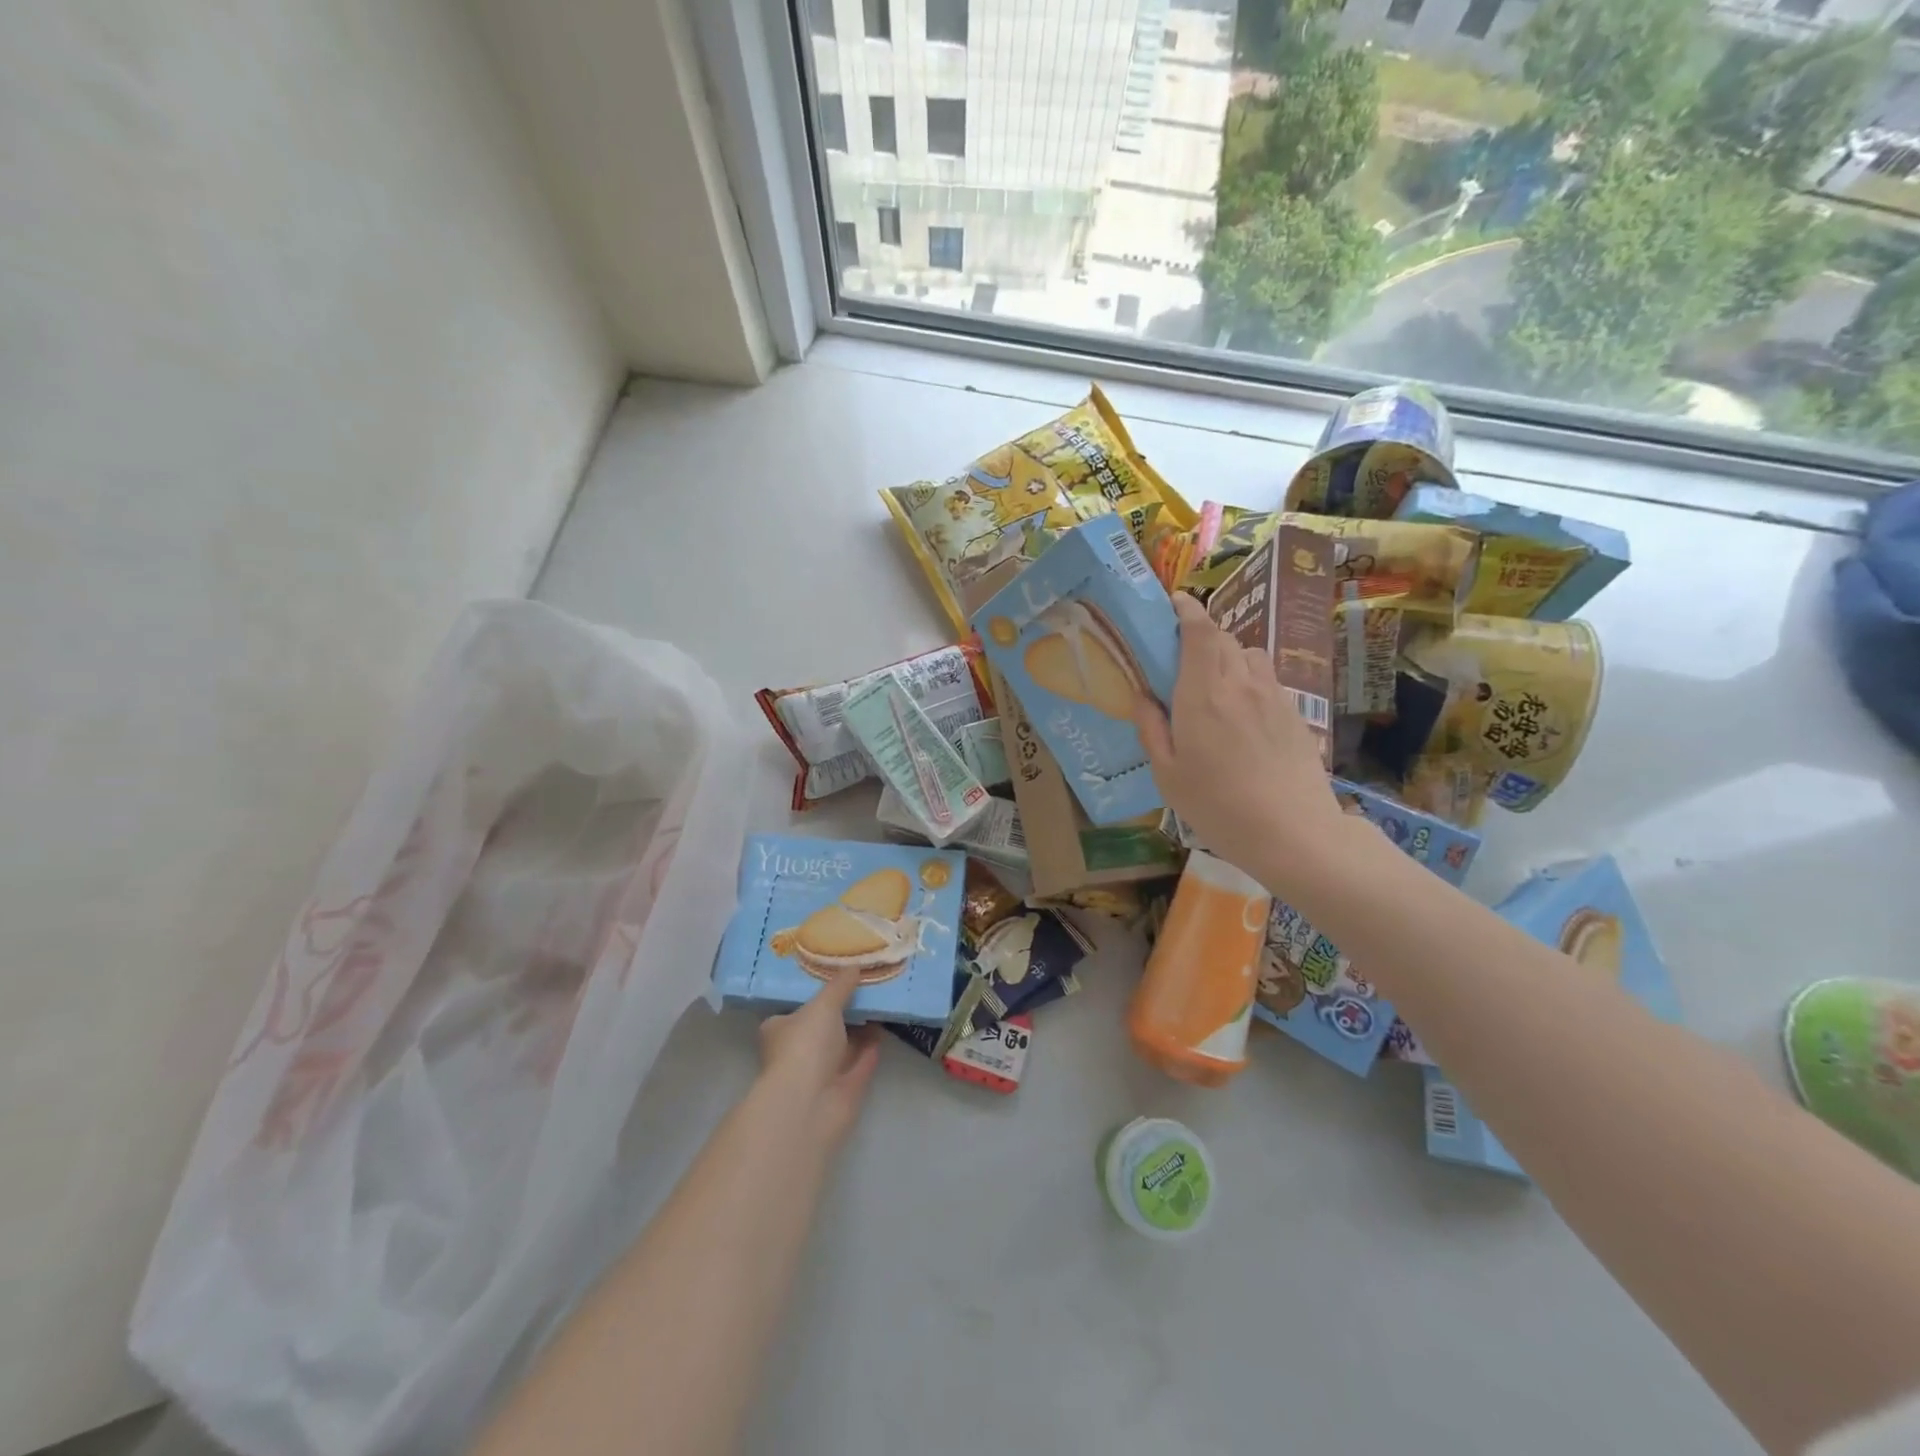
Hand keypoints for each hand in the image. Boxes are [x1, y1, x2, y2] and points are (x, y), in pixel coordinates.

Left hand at [757, 966, 881, 1148]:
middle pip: (824, 1024)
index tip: (837, 974)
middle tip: (867, 982)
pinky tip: (888, 1023)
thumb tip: (854, 965)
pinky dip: (874, 1044)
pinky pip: (862, 1059)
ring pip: (845, 1042)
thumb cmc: (805, 1045)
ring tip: (883, 997)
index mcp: (780, 1029)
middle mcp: (799, 1050)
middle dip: (844, 1008)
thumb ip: (840, 985)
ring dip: (862, 1025)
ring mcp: (822, 1071)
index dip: (816, 992)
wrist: (812, 1102)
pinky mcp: (845, 1087)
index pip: (796, 1007)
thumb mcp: (823, 1004)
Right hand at [1134, 593, 1343, 889]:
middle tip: (1182, 656)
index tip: (1175, 602)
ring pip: (1250, 656)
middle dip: (1202, 636)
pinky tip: (1243, 715)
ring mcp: (1274, 697)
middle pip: (1225, 639)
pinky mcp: (1295, 715)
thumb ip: (1151, 729)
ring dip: (1229, 658)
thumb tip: (1142, 696)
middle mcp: (1241, 684)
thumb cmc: (1218, 806)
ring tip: (1216, 685)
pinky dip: (1250, 681)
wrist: (1293, 833)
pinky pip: (1268, 681)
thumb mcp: (1167, 775)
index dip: (1188, 610)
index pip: (1200, 632)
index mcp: (1204, 694)